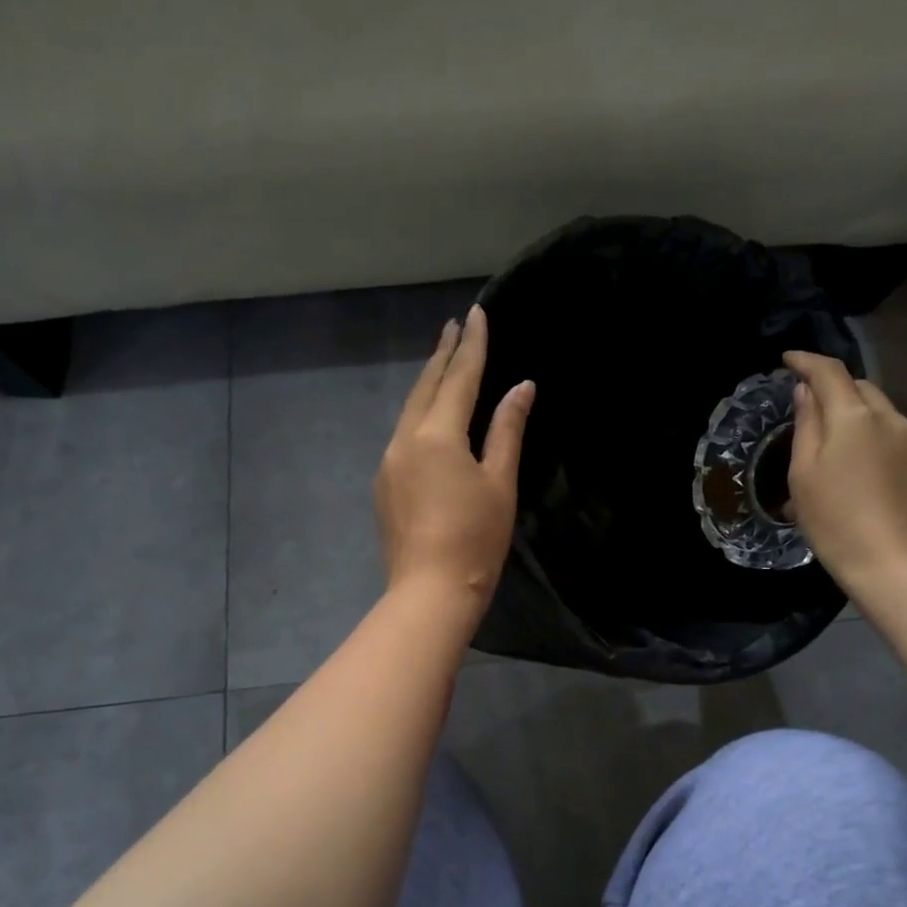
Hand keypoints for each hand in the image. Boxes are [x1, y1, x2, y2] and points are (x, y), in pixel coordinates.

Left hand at [375, 305, 533, 612]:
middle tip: (454, 326)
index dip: (472, 345)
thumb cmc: (475, 539)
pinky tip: (430, 417)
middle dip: (443, 355)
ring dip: (429, 383)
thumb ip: (507, 430)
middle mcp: (405, 439)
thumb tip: (521, 387)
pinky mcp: (384, 484)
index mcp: (437, 435)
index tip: (476, 313)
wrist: (429, 593)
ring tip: (444, 363)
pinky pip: (404, 434)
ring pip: (410, 410)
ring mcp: (389, 462)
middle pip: (425, 387)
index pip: (459, 378)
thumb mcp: (500, 482)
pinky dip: (420, 414)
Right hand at [784, 350, 906, 604]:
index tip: (788, 360)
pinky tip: (866, 474)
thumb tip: (806, 391)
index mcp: (854, 416)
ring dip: (857, 418)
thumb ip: (806, 425)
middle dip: (834, 389)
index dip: (806, 360)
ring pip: (881, 414)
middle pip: (859, 388)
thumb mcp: (804, 475)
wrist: (898, 567)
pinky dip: (877, 442)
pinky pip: (897, 440)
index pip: (828, 371)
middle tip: (810, 409)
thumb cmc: (836, 522)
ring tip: (837, 449)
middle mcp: (891, 418)